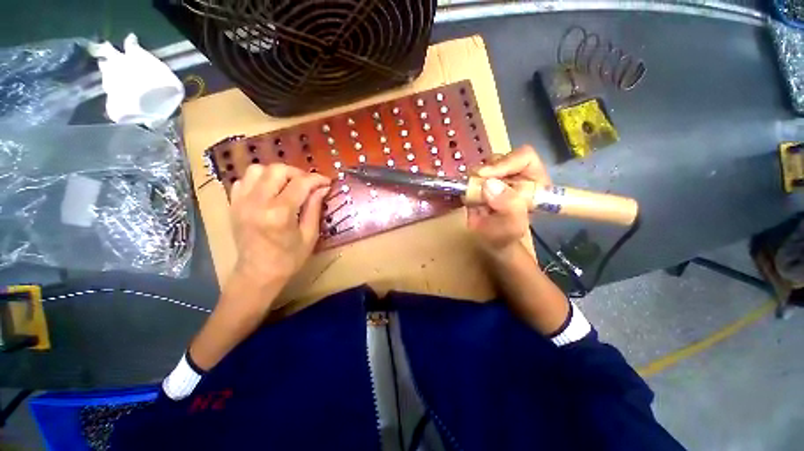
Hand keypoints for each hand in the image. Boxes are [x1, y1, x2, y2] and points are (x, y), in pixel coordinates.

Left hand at [229, 163, 330, 290]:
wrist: (258, 273)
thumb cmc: (289, 258)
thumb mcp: (310, 235)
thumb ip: (315, 207)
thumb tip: (323, 188)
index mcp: (280, 213)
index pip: (300, 183)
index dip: (317, 179)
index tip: (326, 182)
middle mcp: (258, 203)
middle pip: (277, 170)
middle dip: (297, 173)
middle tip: (308, 184)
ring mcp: (241, 202)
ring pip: (257, 169)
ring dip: (277, 174)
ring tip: (288, 185)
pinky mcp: (233, 204)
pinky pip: (244, 180)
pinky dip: (259, 180)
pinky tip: (269, 191)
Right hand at [466, 145, 550, 256]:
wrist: (489, 244)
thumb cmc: (506, 238)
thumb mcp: (512, 227)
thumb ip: (508, 207)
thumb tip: (489, 184)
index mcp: (534, 182)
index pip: (524, 158)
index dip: (505, 163)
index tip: (485, 175)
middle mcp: (516, 176)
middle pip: (500, 159)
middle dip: (485, 172)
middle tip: (473, 185)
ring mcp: (497, 179)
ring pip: (483, 166)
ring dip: (473, 178)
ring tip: (471, 196)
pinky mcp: (481, 184)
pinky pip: (470, 177)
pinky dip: (465, 184)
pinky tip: (466, 197)